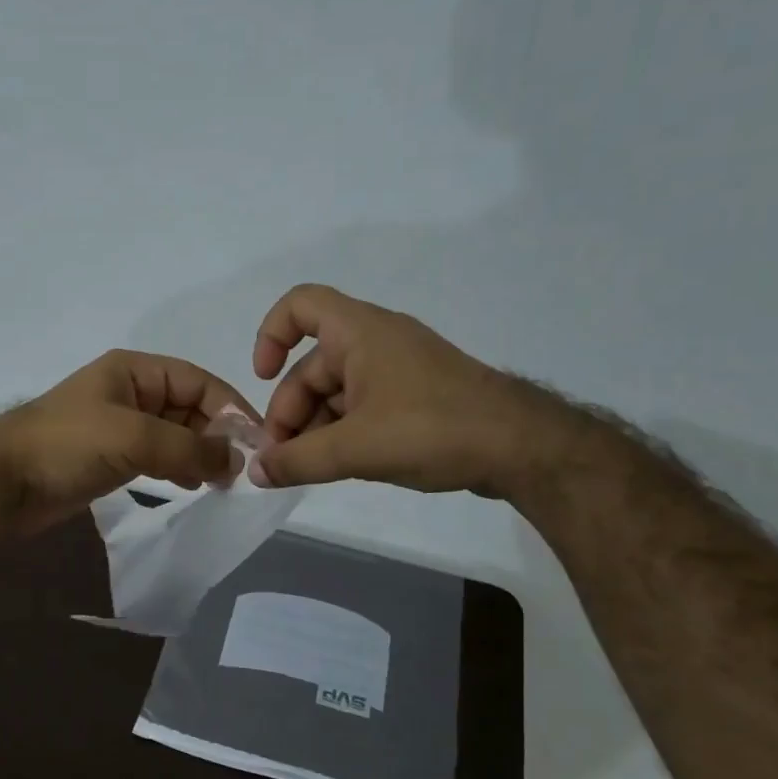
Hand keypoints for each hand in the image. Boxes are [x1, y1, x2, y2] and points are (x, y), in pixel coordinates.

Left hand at [0, 350, 253, 531]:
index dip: (230, 408)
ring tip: (221, 482)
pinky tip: (191, 486)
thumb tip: (236, 461)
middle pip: (189, 408)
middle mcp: (130, 393)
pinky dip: (178, 469)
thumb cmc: (66, 445)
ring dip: (199, 454)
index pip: (197, 382)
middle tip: (240, 471)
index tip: (257, 442)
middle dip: (216, 435)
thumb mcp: (132, 436)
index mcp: (134, 371)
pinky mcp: (111, 457)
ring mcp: (120, 426)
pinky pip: (158, 457)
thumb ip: (188, 446)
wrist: (3, 483)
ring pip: (175, 434)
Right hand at [251, 283, 579, 495]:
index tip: (262, 378)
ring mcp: (398, 370)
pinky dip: (343, 432)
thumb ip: (299, 461)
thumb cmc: (431, 429)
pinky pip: (363, 406)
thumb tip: (256, 473)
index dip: (270, 335)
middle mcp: (376, 342)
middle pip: (312, 365)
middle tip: (282, 458)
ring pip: (336, 391)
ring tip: (308, 470)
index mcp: (360, 332)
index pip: (300, 305)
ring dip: (314, 427)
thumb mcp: (355, 448)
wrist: (521, 447)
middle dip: (290, 409)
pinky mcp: (415, 398)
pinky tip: (339, 466)